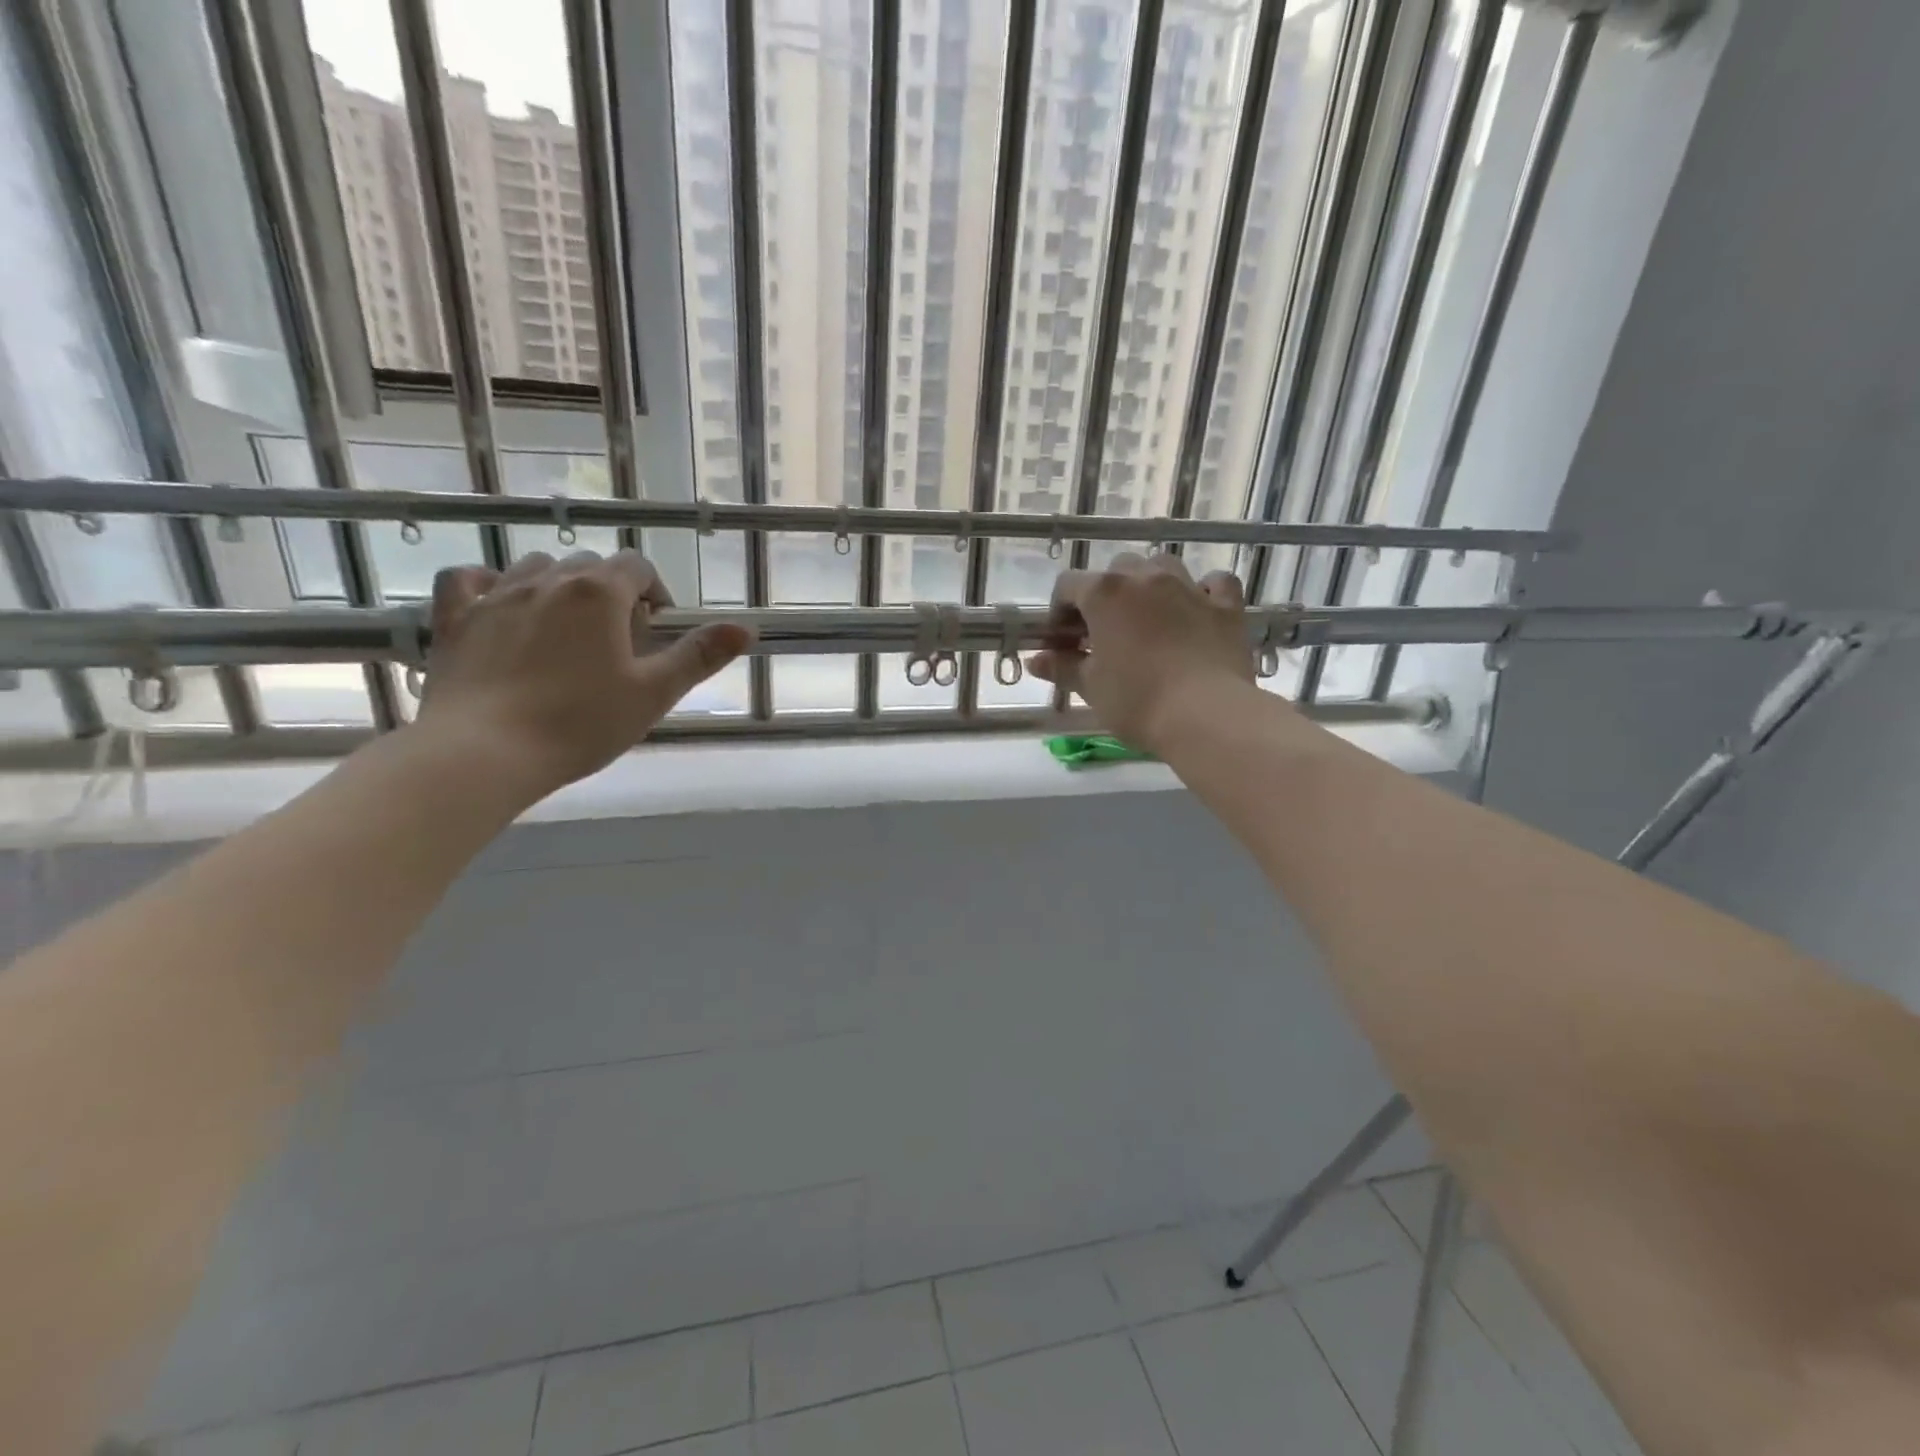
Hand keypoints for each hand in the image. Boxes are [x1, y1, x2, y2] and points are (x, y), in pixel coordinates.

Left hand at [413, 550, 752, 796]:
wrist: (485, 752)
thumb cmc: (580, 723)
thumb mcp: (654, 693)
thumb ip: (699, 656)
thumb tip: (746, 628)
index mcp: (600, 594)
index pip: (638, 566)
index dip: (654, 592)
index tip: (656, 629)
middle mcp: (549, 580)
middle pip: (590, 566)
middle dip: (611, 593)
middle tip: (616, 642)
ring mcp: (496, 595)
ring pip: (536, 567)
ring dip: (559, 586)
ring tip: (565, 630)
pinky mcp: (455, 618)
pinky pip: (467, 578)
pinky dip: (487, 583)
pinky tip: (499, 605)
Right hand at [1027, 551, 1257, 752]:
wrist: (1206, 715)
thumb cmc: (1136, 700)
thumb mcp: (1090, 687)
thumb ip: (1061, 667)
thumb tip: (1036, 660)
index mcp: (1105, 593)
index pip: (1067, 586)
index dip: (1059, 612)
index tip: (1061, 642)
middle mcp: (1146, 578)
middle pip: (1116, 571)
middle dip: (1104, 596)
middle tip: (1102, 633)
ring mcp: (1189, 588)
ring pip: (1162, 567)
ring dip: (1149, 585)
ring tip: (1146, 618)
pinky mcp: (1226, 606)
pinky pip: (1213, 584)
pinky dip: (1202, 591)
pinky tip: (1196, 610)